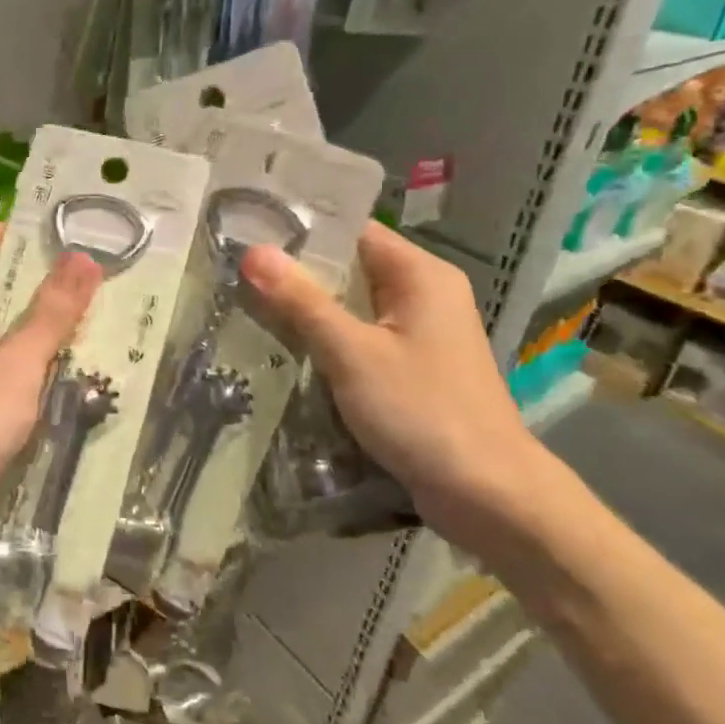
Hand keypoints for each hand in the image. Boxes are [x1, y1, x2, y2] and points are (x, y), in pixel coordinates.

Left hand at [0, 224, 101, 531]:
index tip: (53, 247)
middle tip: (78, 289)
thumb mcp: (15, 370)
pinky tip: (36, 380)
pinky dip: (3, 356)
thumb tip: (83, 258)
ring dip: (19, 323)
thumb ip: (50, 315)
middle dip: (25, 282)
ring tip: (69, 331)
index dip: (5, 233)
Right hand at [241, 221, 578, 562]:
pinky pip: (362, 336)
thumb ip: (302, 301)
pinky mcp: (414, 366)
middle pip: (351, 266)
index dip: (302, 229)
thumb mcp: (353, 354)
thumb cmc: (422, 412)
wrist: (487, 493)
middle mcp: (425, 293)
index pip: (353, 230)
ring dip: (309, 308)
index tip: (249, 233)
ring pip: (354, 304)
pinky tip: (287, 346)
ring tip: (247, 302)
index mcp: (421, 274)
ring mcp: (421, 331)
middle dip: (297, 272)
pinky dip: (328, 338)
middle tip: (237, 271)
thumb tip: (253, 252)